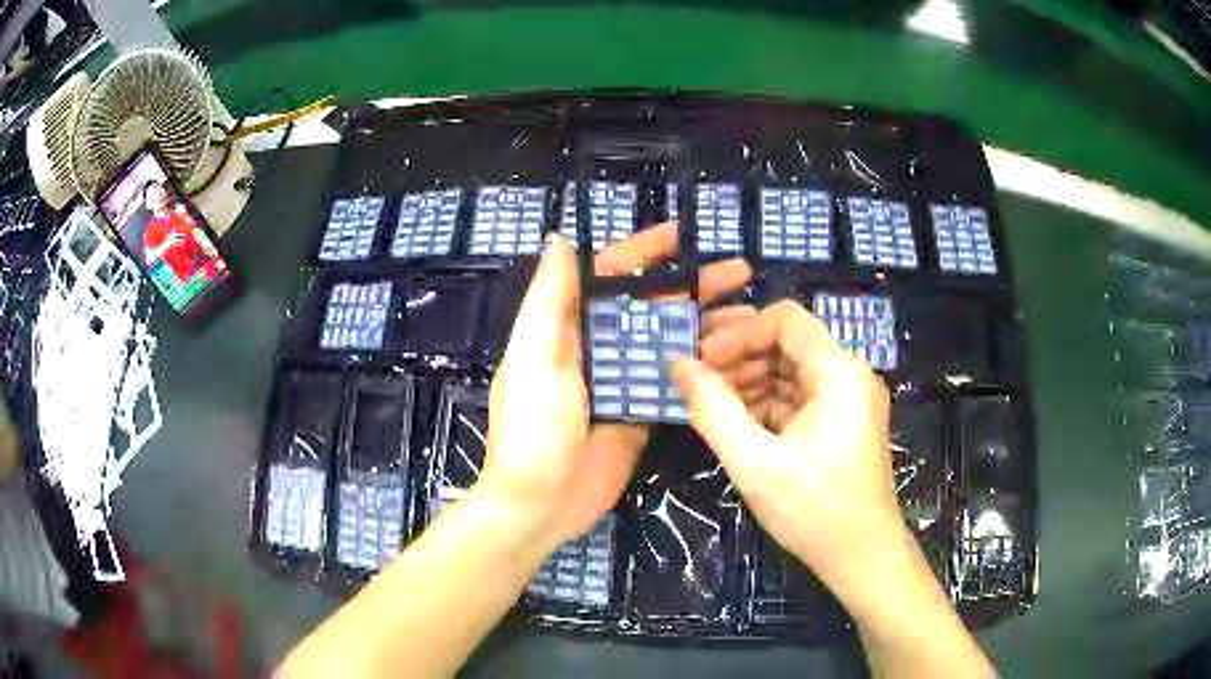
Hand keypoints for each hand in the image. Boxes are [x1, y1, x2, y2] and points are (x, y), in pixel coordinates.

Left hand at [480, 225, 751, 546]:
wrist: (540, 504)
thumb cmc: (532, 428)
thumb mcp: (533, 357)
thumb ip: (550, 299)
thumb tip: (560, 238)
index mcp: (567, 327)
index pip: (609, 276)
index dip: (643, 252)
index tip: (683, 236)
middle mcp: (598, 347)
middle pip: (649, 305)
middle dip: (690, 284)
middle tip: (737, 271)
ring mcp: (623, 382)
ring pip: (668, 341)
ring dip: (704, 323)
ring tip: (749, 310)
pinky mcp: (642, 414)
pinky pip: (675, 383)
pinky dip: (701, 368)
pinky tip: (735, 357)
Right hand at [672, 299, 900, 579]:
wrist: (862, 557)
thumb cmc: (814, 510)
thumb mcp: (755, 463)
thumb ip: (713, 409)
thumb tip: (677, 364)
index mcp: (839, 372)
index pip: (785, 319)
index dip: (739, 332)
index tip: (702, 359)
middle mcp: (849, 375)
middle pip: (788, 343)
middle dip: (740, 356)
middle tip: (696, 379)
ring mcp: (848, 400)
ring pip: (791, 371)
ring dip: (750, 381)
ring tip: (710, 403)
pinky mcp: (843, 423)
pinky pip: (799, 398)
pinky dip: (767, 405)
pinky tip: (736, 424)